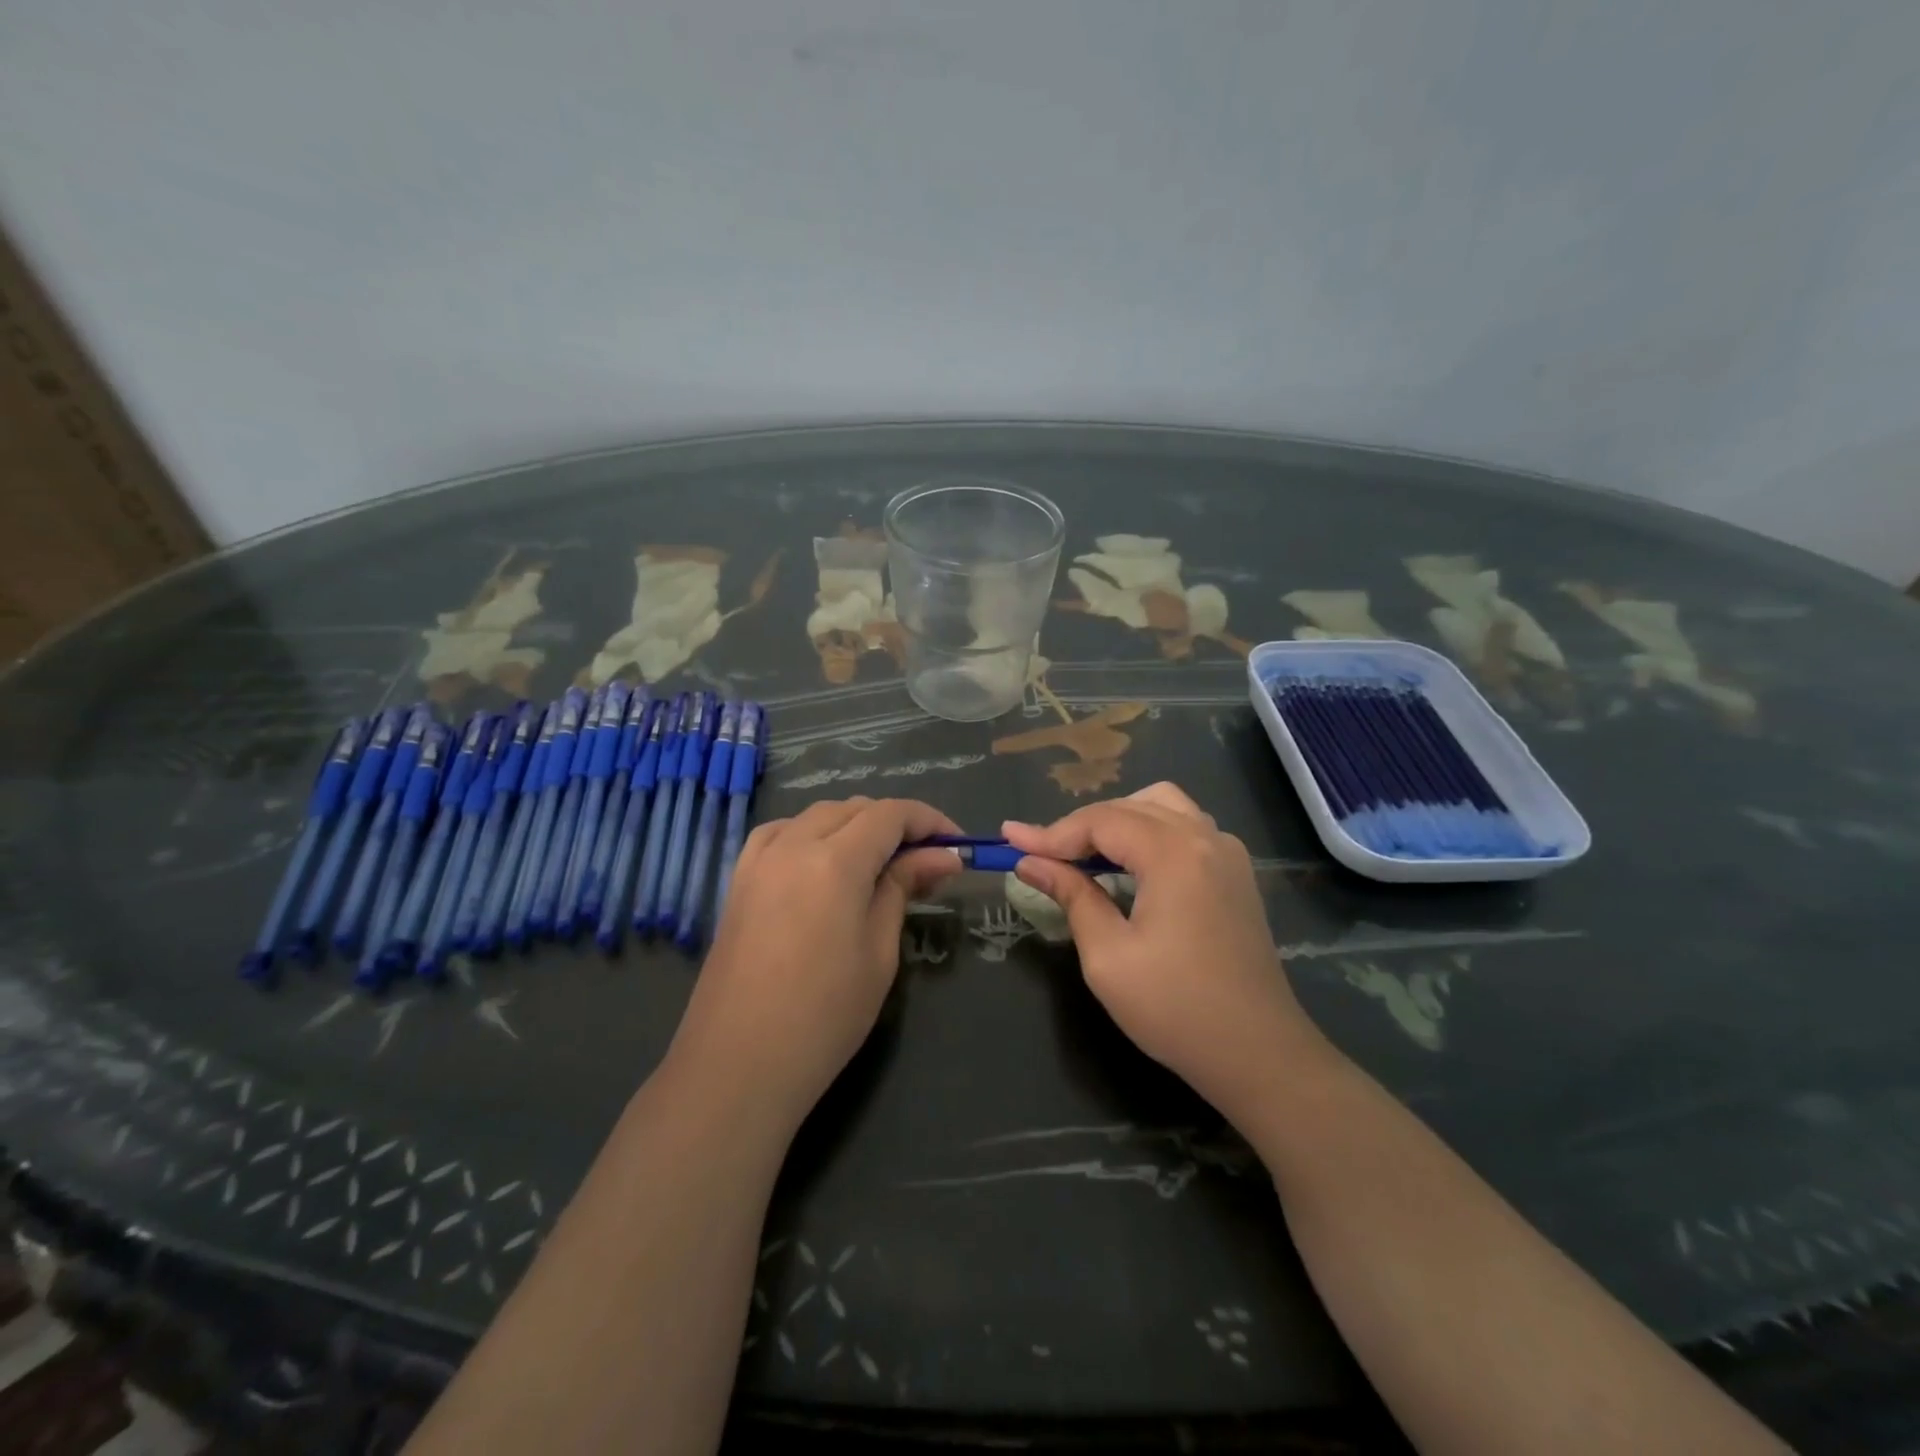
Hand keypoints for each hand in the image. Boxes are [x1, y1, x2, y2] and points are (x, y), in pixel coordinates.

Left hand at [671, 797, 962, 1124]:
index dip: (930, 822)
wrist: (738, 1065)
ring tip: (880, 861)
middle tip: (926, 862)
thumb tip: (943, 856)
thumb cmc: (824, 1017)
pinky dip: (811, 832)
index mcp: (835, 861)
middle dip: (896, 824)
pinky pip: (780, 833)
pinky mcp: (739, 881)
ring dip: (855, 824)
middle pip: (854, 808)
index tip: (957, 846)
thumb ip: (904, 889)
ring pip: (817, 815)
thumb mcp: (879, 952)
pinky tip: (822, 859)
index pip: (891, 815)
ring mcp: (760, 860)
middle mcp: (794, 844)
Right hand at [1004, 783, 1328, 1118]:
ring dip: (1118, 821)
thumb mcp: (1107, 956)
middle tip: (1041, 853)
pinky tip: (1130, 865)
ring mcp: (1228, 853)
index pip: (1100, 822)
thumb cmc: (1175, 1009)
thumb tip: (1030, 863)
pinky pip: (1186, 828)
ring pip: (1162, 807)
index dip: (1050, 832)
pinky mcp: (1236, 874)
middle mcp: (1205, 838)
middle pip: (1129, 806)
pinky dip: (1149, 832)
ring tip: (1084, 854)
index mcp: (1174, 853)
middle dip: (1080, 825)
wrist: (1259, 1054)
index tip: (1009, 842)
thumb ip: (1071, 896)